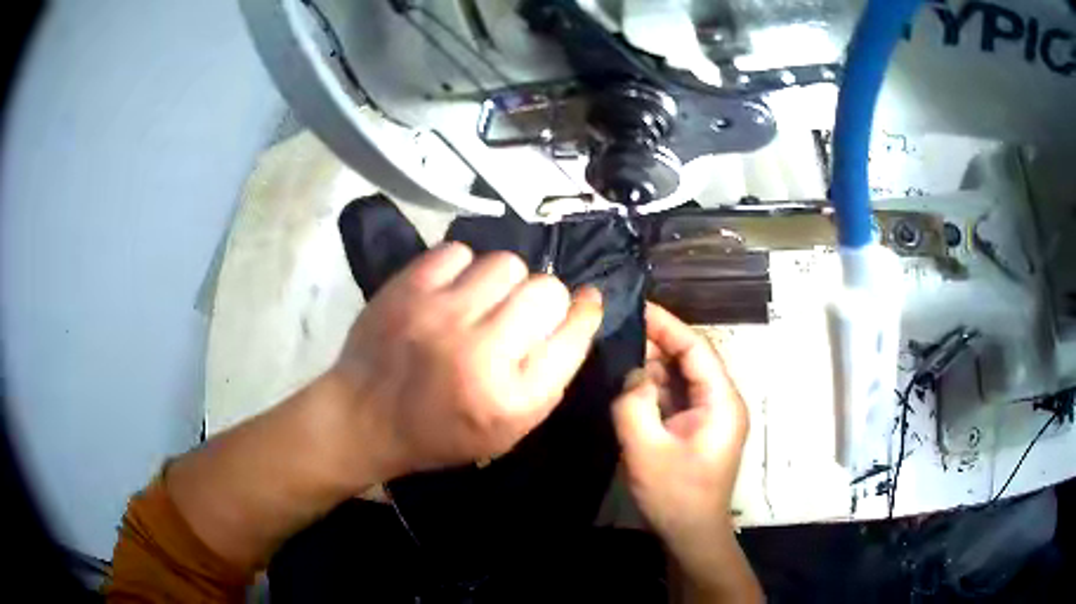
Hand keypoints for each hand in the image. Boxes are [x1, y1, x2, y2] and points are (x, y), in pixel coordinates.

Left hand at [328, 242, 603, 480]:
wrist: (364, 419)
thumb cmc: (442, 432)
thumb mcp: (509, 429)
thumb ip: (550, 374)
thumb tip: (581, 306)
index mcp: (513, 398)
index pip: (574, 333)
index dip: (584, 313)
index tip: (584, 302)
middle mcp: (482, 352)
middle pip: (546, 290)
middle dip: (542, 301)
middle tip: (515, 318)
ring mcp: (441, 315)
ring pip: (506, 263)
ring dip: (502, 282)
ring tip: (480, 303)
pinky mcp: (407, 289)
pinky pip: (459, 252)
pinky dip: (461, 269)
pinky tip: (449, 292)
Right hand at [612, 303, 751, 590]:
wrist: (690, 534)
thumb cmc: (675, 495)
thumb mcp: (646, 450)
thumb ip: (634, 404)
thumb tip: (632, 375)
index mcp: (721, 401)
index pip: (697, 349)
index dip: (668, 325)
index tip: (638, 307)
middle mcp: (721, 401)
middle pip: (690, 360)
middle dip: (657, 343)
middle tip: (618, 328)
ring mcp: (710, 415)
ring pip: (681, 377)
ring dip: (653, 365)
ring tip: (617, 349)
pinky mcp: (696, 427)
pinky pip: (675, 397)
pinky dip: (653, 387)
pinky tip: (628, 381)